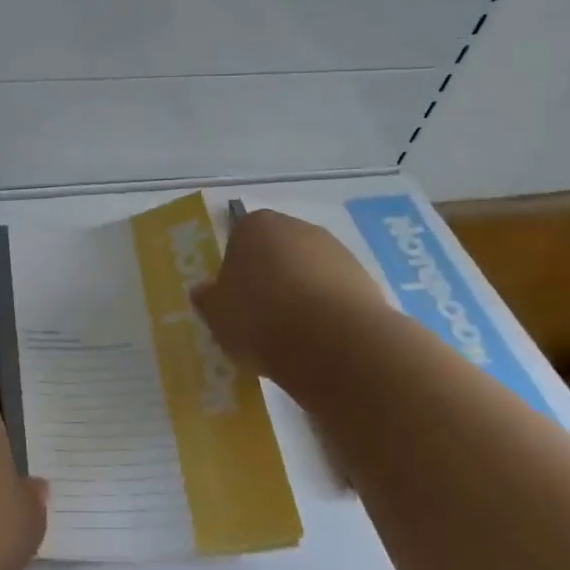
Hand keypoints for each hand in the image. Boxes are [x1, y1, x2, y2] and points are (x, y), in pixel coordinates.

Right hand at [191, 208, 385, 380]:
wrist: (334, 343)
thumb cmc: (260, 319)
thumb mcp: (217, 315)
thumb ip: (208, 300)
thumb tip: (204, 292)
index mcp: (255, 226)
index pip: (238, 238)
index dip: (234, 270)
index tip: (234, 301)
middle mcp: (297, 228)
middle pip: (276, 252)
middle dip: (270, 279)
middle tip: (259, 319)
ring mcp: (336, 251)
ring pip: (308, 273)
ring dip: (300, 296)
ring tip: (291, 338)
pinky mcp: (365, 279)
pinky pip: (333, 294)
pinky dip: (325, 312)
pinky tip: (318, 342)